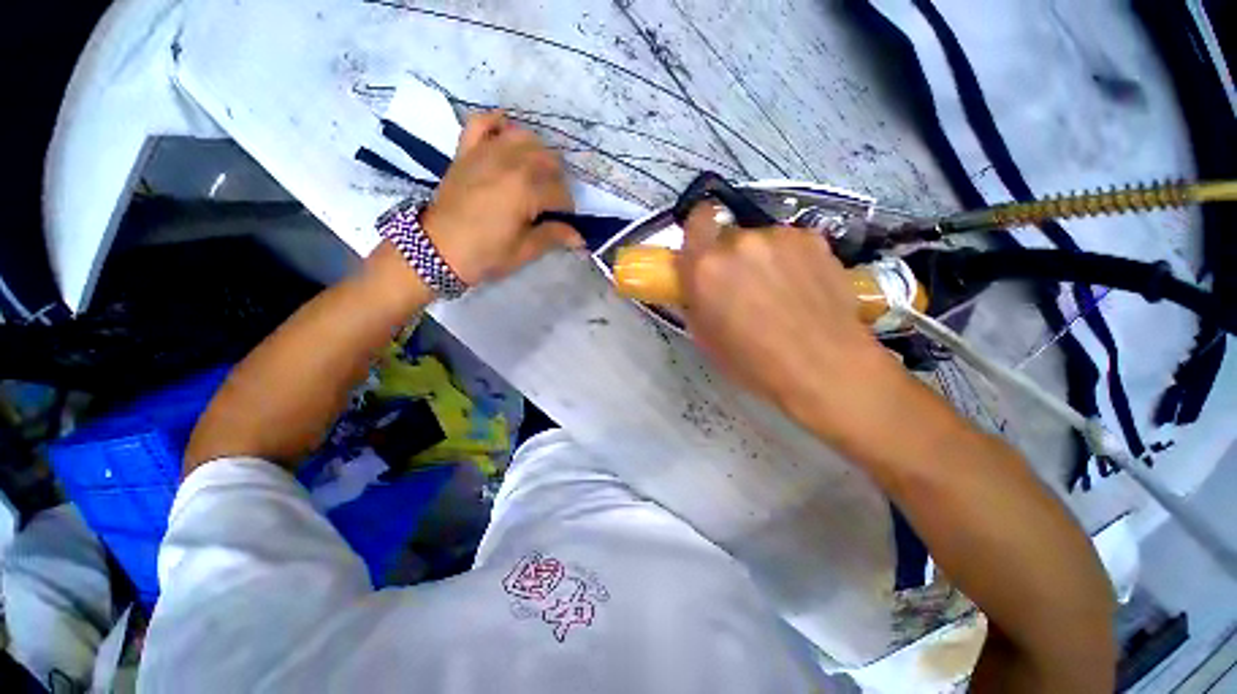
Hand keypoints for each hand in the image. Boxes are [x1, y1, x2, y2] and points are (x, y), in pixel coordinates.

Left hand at [422, 112, 582, 285]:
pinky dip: (497, 122)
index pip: (560, 193)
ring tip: (537, 171)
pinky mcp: (466, 151)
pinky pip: (483, 122)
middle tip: (553, 200)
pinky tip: (508, 132)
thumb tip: (580, 238)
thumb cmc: (485, 254)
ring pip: (523, 137)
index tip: (566, 221)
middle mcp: (509, 164)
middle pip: (547, 159)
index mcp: (526, 191)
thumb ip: (553, 237)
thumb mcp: (524, 251)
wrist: (436, 250)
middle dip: (558, 179)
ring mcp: (485, 153)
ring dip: (537, 151)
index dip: (568, 208)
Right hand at [677, 203, 910, 448]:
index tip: (705, 249)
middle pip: (729, 235)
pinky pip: (791, 244)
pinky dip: (791, 260)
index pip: (696, 220)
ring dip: (763, 259)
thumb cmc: (753, 362)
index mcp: (705, 267)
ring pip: (762, 240)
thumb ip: (694, 300)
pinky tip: (805, 288)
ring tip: (781, 292)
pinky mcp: (814, 239)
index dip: (700, 231)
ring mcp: (780, 237)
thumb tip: (696, 285)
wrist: (824, 366)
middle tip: (744, 286)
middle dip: (731, 257)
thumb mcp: (705, 337)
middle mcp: (740, 242)